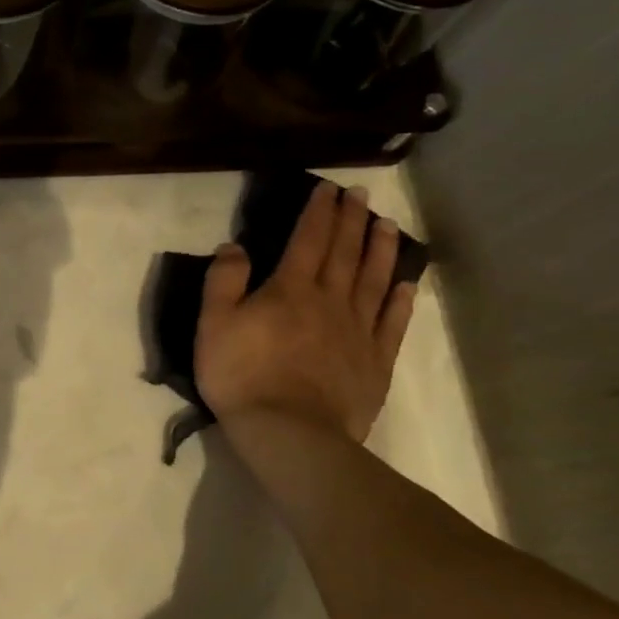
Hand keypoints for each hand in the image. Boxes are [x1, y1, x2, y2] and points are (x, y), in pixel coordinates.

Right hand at [195, 179, 417, 442]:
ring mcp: (358, 330)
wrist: (288, 431)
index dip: (318, 212)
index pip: (308, 240)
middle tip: (360, 195)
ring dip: (382, 249)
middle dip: (351, 220)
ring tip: (388, 225)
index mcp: (290, 289)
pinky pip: (392, 323)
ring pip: (375, 280)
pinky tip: (406, 285)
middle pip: (345, 252)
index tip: (328, 188)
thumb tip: (234, 246)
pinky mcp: (375, 360)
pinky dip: (400, 300)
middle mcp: (330, 300)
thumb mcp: (213, 325)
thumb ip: (224, 281)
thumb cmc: (242, 376)